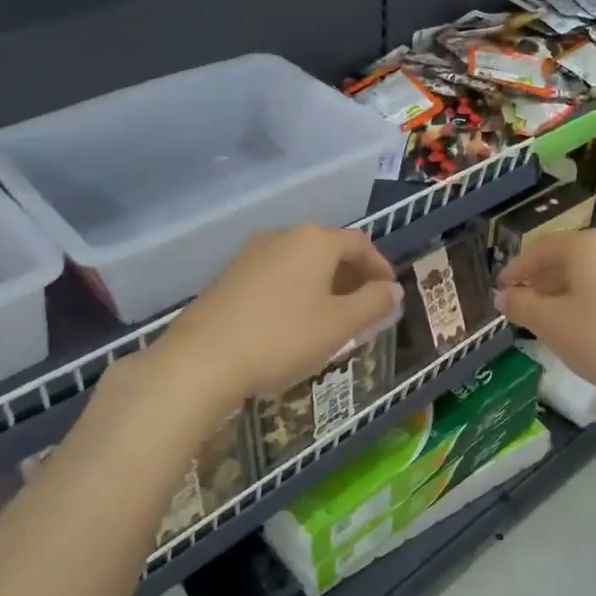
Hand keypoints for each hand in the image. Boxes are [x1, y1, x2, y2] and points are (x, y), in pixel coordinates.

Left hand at [152, 225, 400, 415]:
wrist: (202, 359)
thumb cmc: (283, 337)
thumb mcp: (340, 325)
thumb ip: (373, 303)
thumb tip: (393, 289)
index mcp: (314, 241)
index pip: (359, 243)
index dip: (379, 266)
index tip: (389, 293)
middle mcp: (282, 236)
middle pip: (328, 249)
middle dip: (351, 276)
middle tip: (364, 307)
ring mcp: (251, 254)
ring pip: (300, 263)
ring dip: (323, 284)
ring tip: (331, 318)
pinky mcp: (229, 275)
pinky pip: (276, 275)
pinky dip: (296, 291)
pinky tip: (293, 322)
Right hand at [496, 229, 595, 411]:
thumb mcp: (551, 325)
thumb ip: (521, 306)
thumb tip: (504, 295)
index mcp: (588, 246)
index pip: (540, 249)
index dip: (515, 269)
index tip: (499, 290)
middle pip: (569, 260)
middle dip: (542, 282)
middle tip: (523, 307)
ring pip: (593, 277)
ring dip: (567, 294)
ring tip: (553, 322)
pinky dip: (593, 304)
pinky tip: (589, 331)